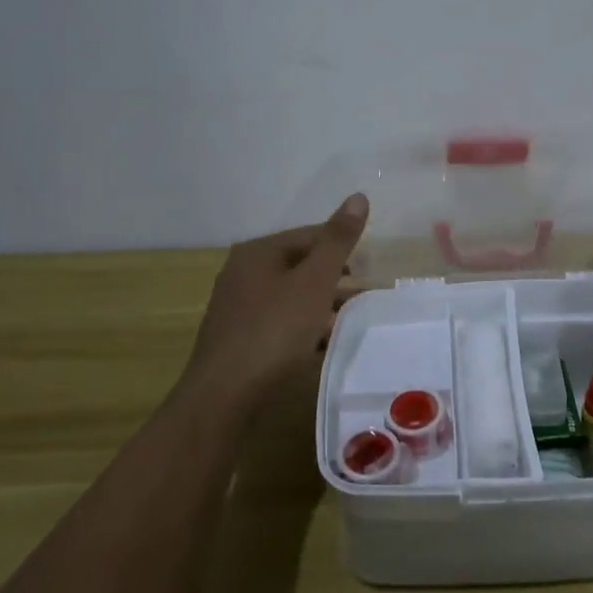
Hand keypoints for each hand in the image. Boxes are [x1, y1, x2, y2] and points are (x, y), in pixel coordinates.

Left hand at [181, 193, 369, 406]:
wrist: (224, 397)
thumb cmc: (274, 330)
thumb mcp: (315, 282)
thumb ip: (338, 241)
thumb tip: (359, 196)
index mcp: (258, 252)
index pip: (309, 236)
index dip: (342, 248)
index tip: (368, 270)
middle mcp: (242, 273)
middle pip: (300, 266)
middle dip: (334, 280)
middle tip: (364, 297)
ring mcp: (237, 308)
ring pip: (291, 297)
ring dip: (322, 306)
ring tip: (352, 322)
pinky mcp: (238, 340)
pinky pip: (280, 323)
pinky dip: (304, 328)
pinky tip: (323, 345)